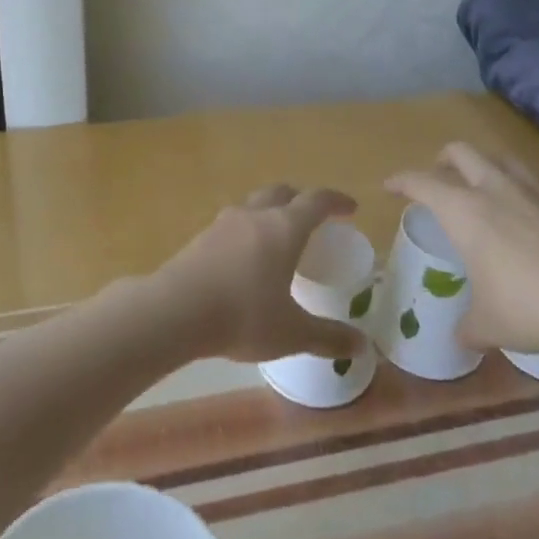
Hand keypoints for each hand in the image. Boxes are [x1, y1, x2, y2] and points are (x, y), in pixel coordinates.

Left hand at [148, 185, 366, 362]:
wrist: (175, 310)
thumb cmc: (243, 315)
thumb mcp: (291, 332)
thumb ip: (328, 337)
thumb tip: (363, 346)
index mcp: (284, 228)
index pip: (316, 201)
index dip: (336, 201)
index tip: (351, 208)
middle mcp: (255, 215)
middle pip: (282, 192)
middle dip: (301, 200)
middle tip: (314, 219)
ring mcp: (224, 223)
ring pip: (254, 205)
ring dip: (270, 212)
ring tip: (279, 238)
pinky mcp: (201, 237)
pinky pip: (233, 224)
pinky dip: (248, 231)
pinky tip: (246, 259)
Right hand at [386, 142, 538, 355]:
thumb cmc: (527, 308)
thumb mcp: (487, 324)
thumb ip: (468, 325)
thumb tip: (462, 336)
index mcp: (463, 211)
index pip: (421, 183)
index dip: (401, 180)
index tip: (390, 185)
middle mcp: (496, 189)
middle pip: (462, 152)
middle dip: (445, 159)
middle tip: (440, 175)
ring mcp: (537, 190)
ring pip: (506, 158)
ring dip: (490, 164)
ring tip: (487, 180)